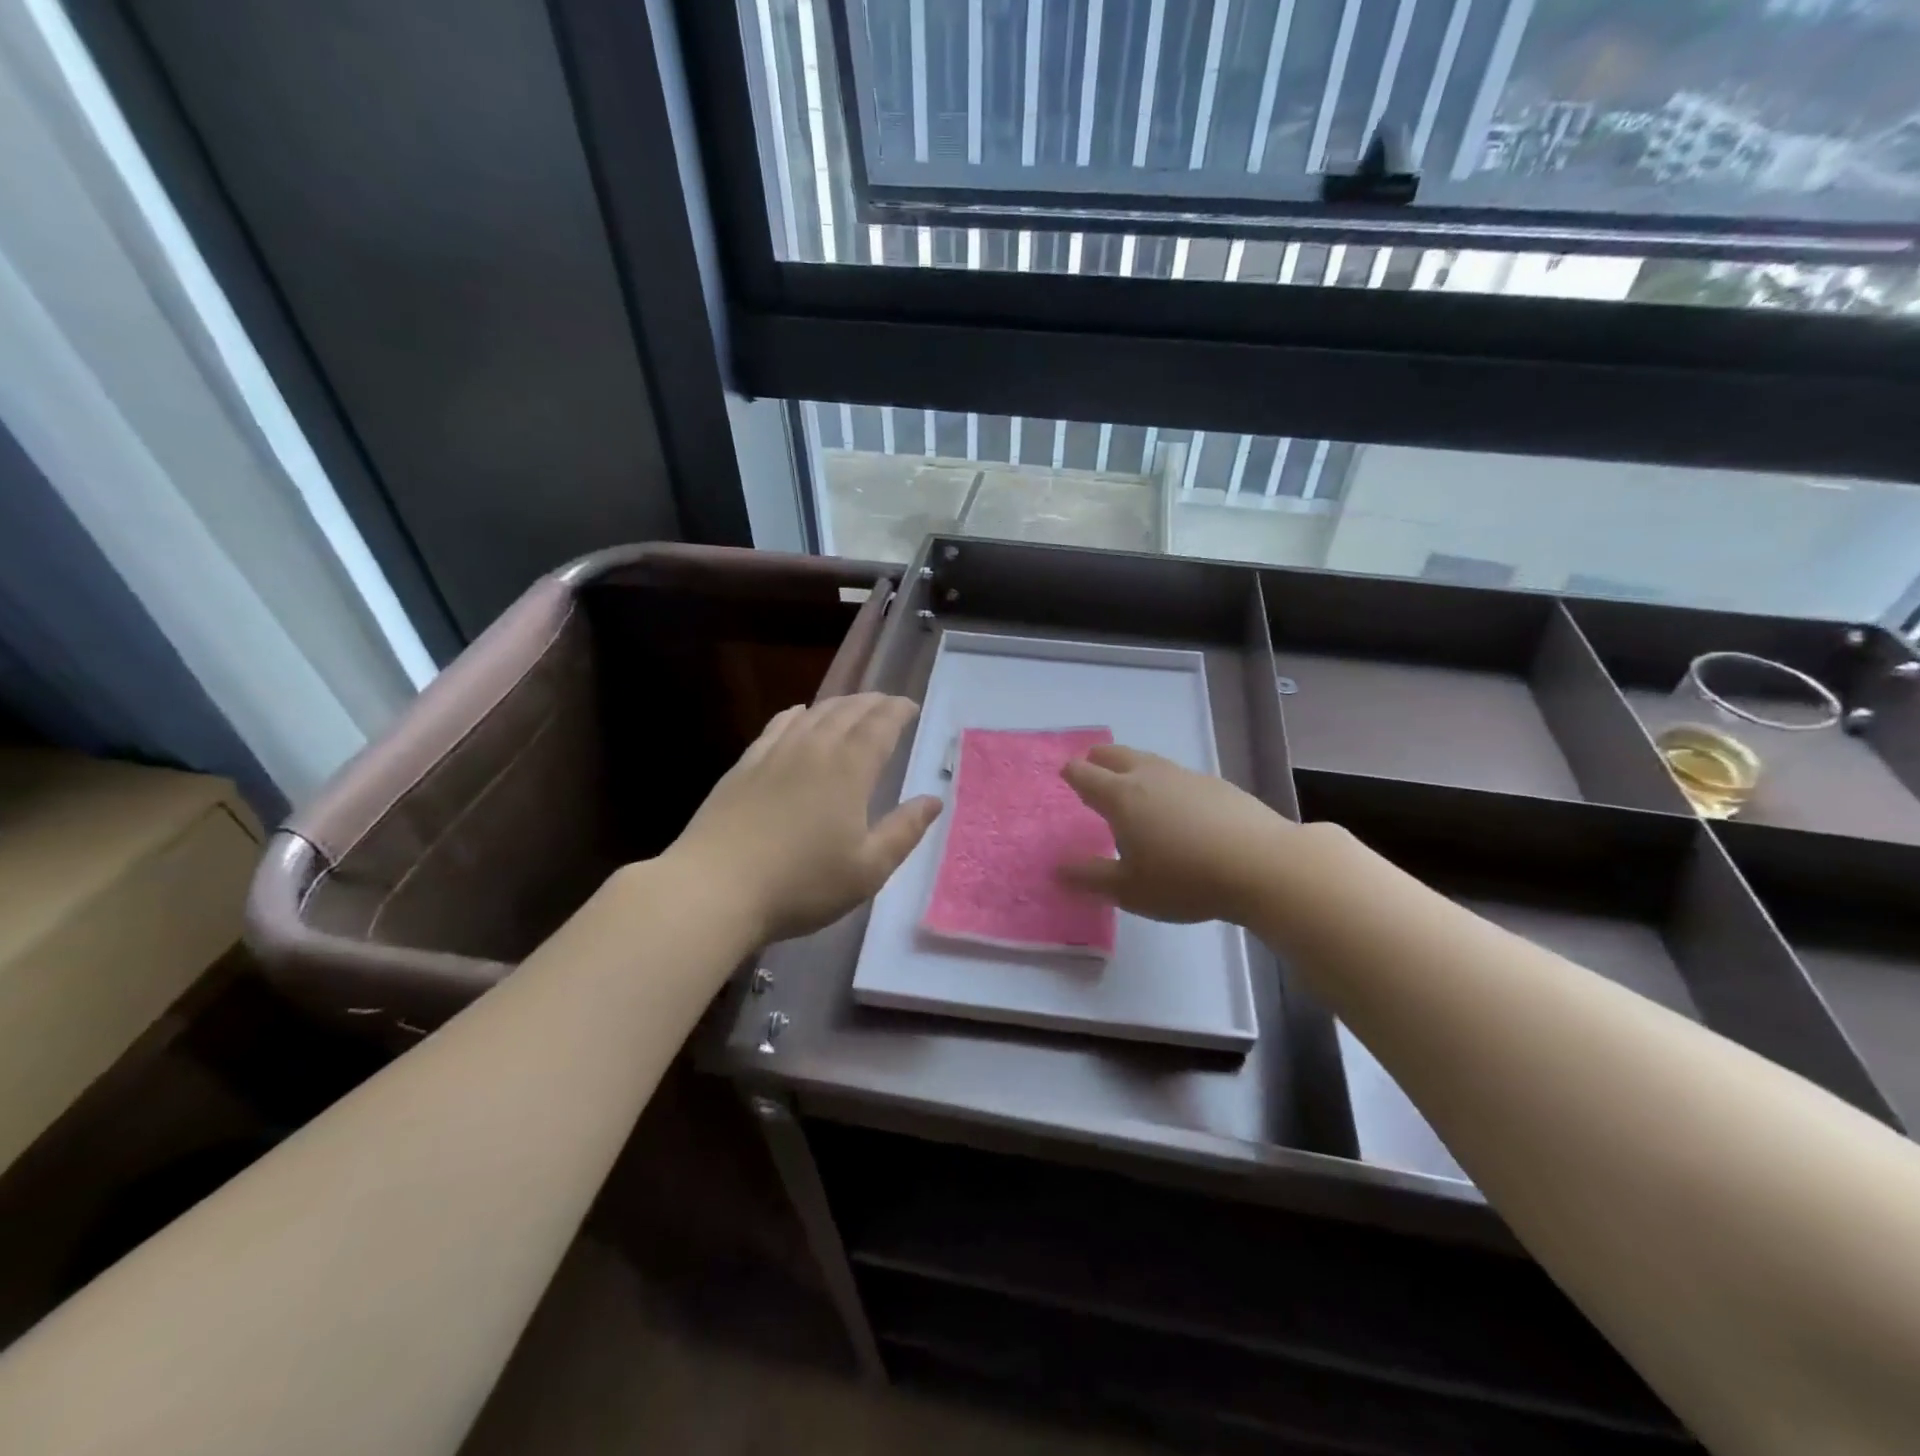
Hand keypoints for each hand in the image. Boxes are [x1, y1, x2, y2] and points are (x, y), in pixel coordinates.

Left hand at [665, 694, 941, 944]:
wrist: (715, 888)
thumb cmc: (801, 884)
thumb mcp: (868, 869)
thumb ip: (904, 831)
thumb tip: (933, 800)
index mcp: (849, 770)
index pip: (880, 725)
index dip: (898, 711)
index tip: (911, 707)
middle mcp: (814, 749)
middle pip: (848, 711)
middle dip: (873, 702)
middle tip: (888, 704)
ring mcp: (774, 753)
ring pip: (813, 713)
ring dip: (839, 704)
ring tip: (853, 707)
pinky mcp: (745, 765)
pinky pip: (778, 725)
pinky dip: (797, 713)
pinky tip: (799, 714)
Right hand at [1057, 744, 1297, 925]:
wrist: (1263, 865)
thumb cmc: (1186, 880)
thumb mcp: (1130, 889)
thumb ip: (1091, 877)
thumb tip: (1058, 869)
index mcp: (1121, 797)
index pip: (1085, 774)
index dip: (1071, 774)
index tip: (1065, 776)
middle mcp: (1149, 777)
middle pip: (1115, 755)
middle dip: (1098, 759)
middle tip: (1091, 767)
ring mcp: (1185, 776)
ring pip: (1148, 760)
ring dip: (1131, 766)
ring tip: (1130, 783)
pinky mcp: (1216, 784)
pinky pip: (1176, 775)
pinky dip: (1163, 782)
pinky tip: (1175, 804)